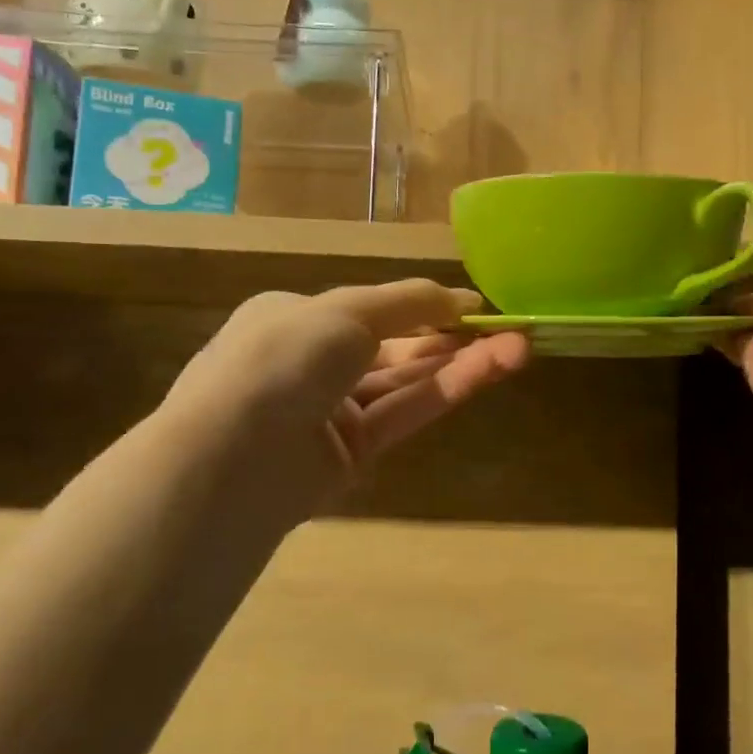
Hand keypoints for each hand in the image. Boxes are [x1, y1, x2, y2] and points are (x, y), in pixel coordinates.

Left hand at [159, 280, 528, 524]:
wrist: (233, 456)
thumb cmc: (284, 358)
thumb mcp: (347, 311)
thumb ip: (409, 301)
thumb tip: (460, 297)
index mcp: (297, 319)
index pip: (371, 309)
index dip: (424, 305)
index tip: (473, 304)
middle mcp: (313, 364)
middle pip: (396, 346)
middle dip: (452, 335)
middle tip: (509, 328)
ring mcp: (333, 413)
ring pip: (407, 381)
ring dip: (461, 362)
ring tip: (519, 346)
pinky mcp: (353, 455)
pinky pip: (405, 413)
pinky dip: (447, 390)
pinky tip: (491, 369)